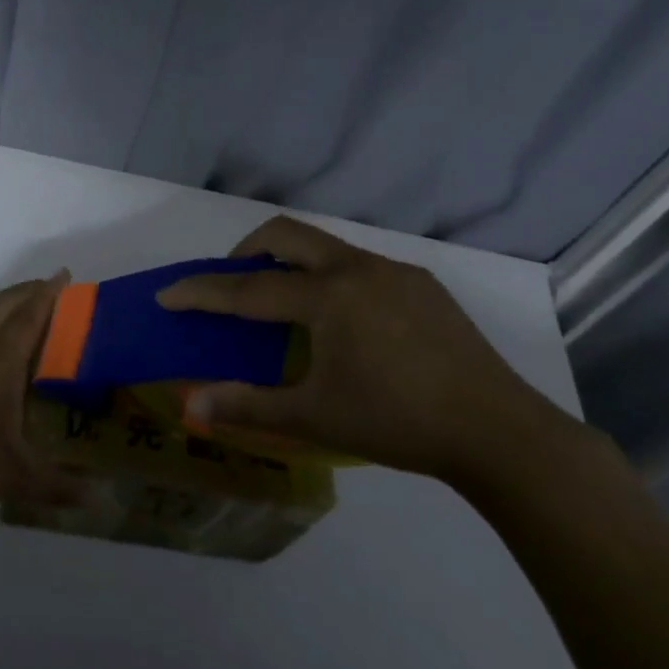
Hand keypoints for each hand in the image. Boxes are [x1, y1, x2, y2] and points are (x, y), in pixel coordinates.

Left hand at [0, 273, 86, 513]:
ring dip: (8, 311)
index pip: (30, 314)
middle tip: (54, 291)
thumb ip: (56, 485)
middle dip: (29, 291)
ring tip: (31, 326)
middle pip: (4, 304)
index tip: (65, 274)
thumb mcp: (12, 475)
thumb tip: (97, 498)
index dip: (49, 292)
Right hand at [157, 216, 569, 485]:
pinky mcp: (421, 283)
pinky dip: (329, 277)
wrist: (501, 433)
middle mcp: (356, 269)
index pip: (248, 288)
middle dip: (246, 250)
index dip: (202, 292)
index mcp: (327, 297)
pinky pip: (358, 264)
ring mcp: (393, 271)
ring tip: (285, 305)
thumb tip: (192, 405)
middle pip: (285, 234)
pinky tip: (343, 322)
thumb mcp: (315, 417)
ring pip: (324, 246)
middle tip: (232, 283)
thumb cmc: (398, 423)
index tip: (167, 294)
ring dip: (291, 262)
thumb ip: (249, 406)